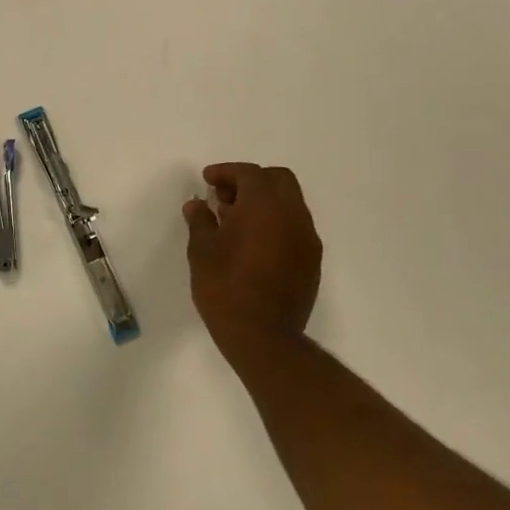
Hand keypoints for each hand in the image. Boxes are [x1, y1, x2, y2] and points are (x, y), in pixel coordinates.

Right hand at [183, 163, 321, 359]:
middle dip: (251, 181)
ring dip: (265, 203)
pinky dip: (276, 223)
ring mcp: (307, 238)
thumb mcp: (202, 251)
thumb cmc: (226, 287)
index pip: (249, 173)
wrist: (263, 337)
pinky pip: (295, 227)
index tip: (207, 180)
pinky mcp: (312, 261)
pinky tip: (254, 243)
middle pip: (278, 180)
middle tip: (225, 197)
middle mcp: (292, 215)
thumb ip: (200, 221)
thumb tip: (198, 205)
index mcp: (264, 205)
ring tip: (236, 222)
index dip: (226, 172)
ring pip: (290, 203)